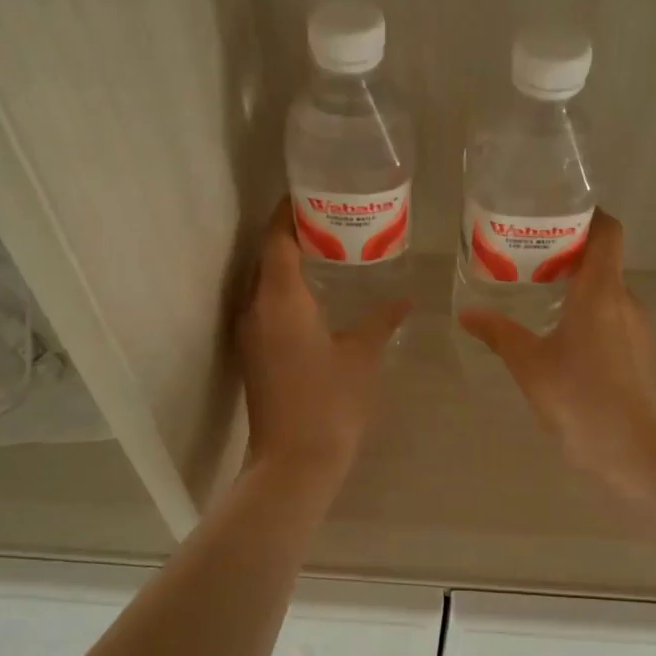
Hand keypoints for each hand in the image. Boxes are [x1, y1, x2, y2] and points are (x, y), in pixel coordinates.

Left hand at [238, 199, 408, 483]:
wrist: (293, 462)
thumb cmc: (331, 403)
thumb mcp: (362, 356)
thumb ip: (381, 320)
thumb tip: (405, 300)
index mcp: (280, 300)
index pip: (277, 239)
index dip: (289, 212)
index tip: (312, 192)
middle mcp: (256, 308)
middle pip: (267, 256)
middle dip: (292, 232)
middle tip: (331, 218)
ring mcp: (250, 333)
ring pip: (264, 282)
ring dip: (288, 262)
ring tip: (326, 249)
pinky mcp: (254, 353)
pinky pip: (266, 305)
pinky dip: (285, 289)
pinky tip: (316, 295)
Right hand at [458, 210, 655, 492]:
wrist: (632, 453)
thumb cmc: (579, 398)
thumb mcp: (529, 364)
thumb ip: (498, 333)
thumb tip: (467, 313)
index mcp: (601, 290)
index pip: (608, 231)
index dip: (588, 216)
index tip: (555, 217)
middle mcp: (625, 300)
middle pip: (603, 261)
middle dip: (569, 255)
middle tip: (528, 260)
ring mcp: (638, 329)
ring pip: (607, 293)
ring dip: (577, 289)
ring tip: (537, 298)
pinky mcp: (639, 354)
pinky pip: (612, 319)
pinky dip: (588, 315)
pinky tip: (560, 339)